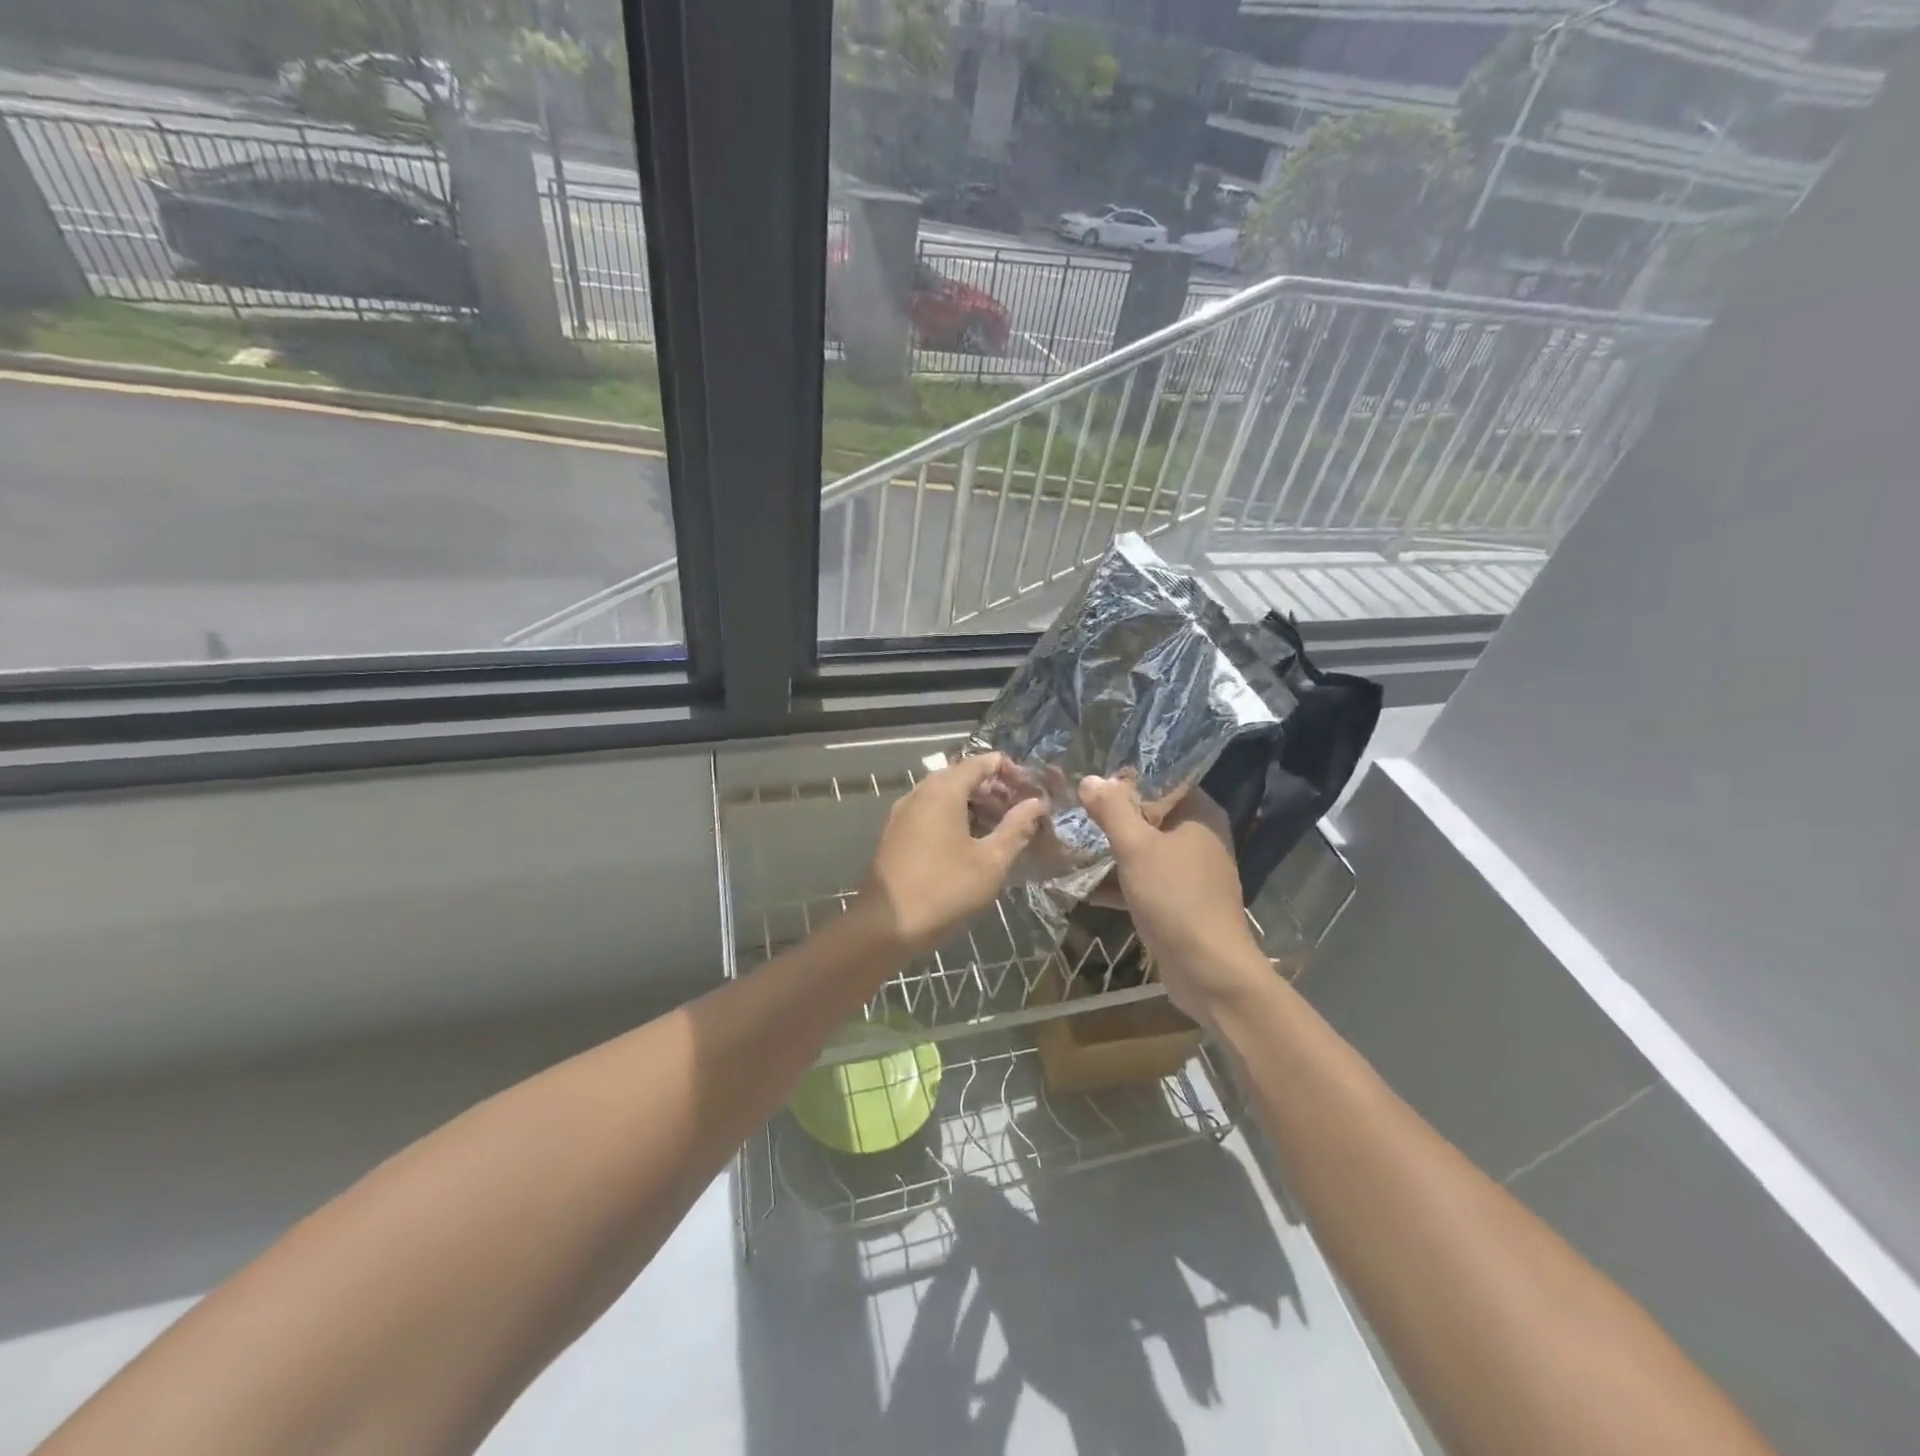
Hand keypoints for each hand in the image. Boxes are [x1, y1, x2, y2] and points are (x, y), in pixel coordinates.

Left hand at [861, 753, 1047, 958]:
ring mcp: (903, 813)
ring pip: (945, 796)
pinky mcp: (896, 834)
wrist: (885, 926)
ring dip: (975, 806)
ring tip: (1001, 830)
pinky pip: (931, 813)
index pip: (981, 762)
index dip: (1010, 771)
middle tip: (1021, 811)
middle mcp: (920, 793)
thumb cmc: (944, 890)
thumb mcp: (991, 861)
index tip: (1033, 790)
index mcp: (943, 790)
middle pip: (962, 777)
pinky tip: (971, 844)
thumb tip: (1037, 804)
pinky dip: (954, 818)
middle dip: (994, 790)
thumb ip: (1016, 828)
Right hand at [1077, 775, 1266, 1028]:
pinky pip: (1143, 882)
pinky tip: (1081, 887)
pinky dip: (1117, 883)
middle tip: (1073, 808)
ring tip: (1070, 842)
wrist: (1208, 971)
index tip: (1091, 778)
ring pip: (1144, 851)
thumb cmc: (1175, 897)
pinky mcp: (1178, 903)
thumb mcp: (1136, 847)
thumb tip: (1089, 778)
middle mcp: (1199, 838)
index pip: (1163, 780)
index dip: (1127, 778)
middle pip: (1150, 815)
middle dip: (1112, 815)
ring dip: (1110, 850)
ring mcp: (1190, 874)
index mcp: (1199, 815)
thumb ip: (1112, 811)